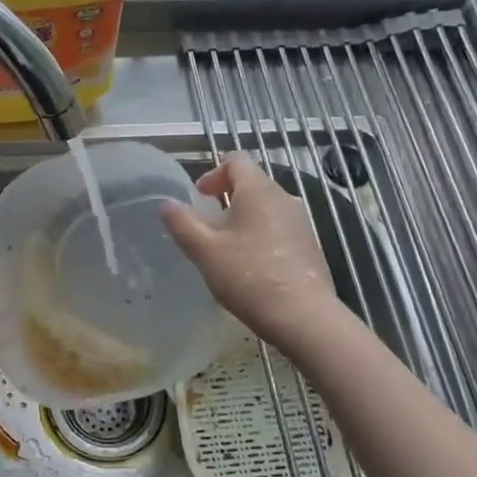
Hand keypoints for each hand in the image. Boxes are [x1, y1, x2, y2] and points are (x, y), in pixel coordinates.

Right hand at [161, 153, 340, 351]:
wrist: (303, 316)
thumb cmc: (249, 276)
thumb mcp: (204, 250)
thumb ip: (182, 223)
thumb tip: (166, 204)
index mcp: (258, 190)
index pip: (236, 159)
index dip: (213, 173)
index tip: (199, 198)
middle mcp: (283, 197)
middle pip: (251, 183)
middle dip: (226, 198)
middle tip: (206, 226)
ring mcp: (301, 222)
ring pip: (265, 207)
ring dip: (243, 219)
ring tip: (226, 248)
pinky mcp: (309, 245)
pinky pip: (279, 228)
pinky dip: (260, 236)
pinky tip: (251, 267)